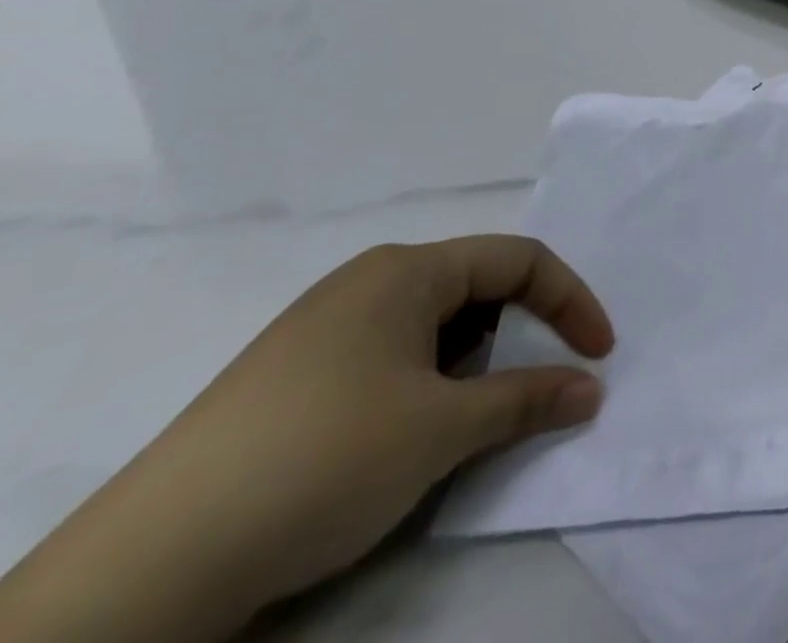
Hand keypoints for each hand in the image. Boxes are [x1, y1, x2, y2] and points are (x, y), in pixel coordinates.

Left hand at [0, 238, 612, 641]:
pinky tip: (404, 435)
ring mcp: (321, 329)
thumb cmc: (325, 460)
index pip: (520, 260)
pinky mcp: (291, 378)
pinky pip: (389, 357)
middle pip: (476, 288)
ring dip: (470, 364)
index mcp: (406, 270)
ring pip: (432, 327)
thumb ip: (529, 399)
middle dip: (517, 333)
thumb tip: (591, 390)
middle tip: (529, 387)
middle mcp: (366, 283)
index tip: (598, 354)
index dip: (570, 301)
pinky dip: (424, 383)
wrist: (147, 569)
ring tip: (461, 420)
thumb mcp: (445, 429)